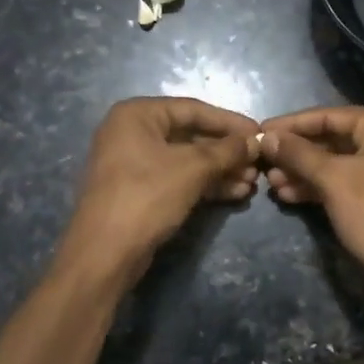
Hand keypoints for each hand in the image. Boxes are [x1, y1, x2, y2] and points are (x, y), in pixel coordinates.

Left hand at [59, 97, 259, 283]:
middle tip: (258, 163)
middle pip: (191, 135)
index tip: (259, 133)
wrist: (104, 253)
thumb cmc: (147, 196)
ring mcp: (133, 164)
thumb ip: (227, 151)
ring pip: (187, 160)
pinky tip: (235, 194)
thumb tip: (255, 141)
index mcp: (137, 114)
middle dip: (226, 152)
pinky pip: (178, 179)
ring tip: (252, 183)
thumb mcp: (192, 168)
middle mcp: (132, 132)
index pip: (193, 109)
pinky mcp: (139, 191)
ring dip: (220, 171)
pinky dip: (205, 184)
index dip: (230, 122)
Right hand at [259, 107, 363, 300]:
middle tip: (262, 160)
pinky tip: (288, 195)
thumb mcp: (332, 179)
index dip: (292, 124)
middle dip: (295, 152)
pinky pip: (342, 181)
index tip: (261, 131)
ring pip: (334, 162)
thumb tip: (267, 137)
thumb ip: (298, 154)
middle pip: (331, 138)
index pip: (329, 116)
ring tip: (270, 182)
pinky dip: (317, 186)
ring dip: (302, 171)